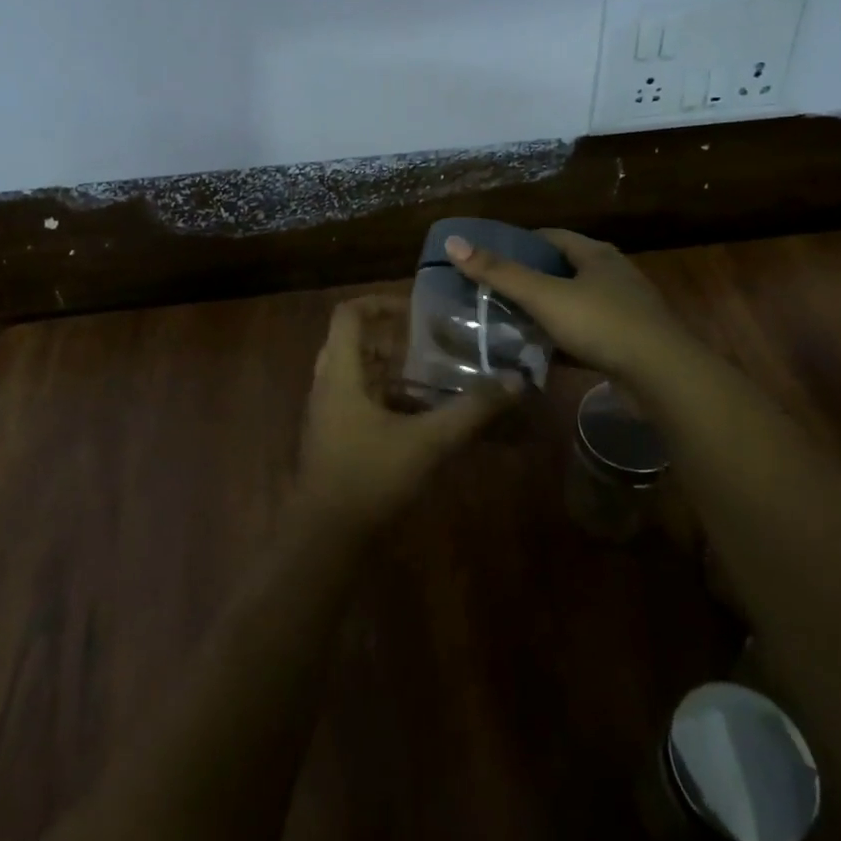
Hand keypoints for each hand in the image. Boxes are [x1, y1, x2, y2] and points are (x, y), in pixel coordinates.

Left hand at [297, 295, 520, 527]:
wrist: (325, 538)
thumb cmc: (370, 477)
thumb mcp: (427, 442)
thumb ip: (471, 411)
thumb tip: (515, 381)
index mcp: (340, 373)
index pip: (348, 314)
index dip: (379, 302)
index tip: (416, 309)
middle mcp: (327, 385)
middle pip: (352, 341)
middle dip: (389, 335)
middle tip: (428, 339)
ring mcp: (326, 412)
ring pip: (355, 371)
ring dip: (387, 367)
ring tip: (430, 372)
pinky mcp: (332, 436)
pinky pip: (356, 398)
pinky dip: (384, 395)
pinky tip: (418, 414)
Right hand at [445, 228, 689, 385]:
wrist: (662, 376)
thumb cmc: (602, 324)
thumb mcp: (544, 296)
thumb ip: (499, 272)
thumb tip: (454, 242)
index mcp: (596, 255)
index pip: (551, 238)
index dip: (520, 244)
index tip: (489, 258)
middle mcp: (613, 276)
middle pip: (563, 270)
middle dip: (530, 279)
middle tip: (493, 292)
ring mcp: (624, 310)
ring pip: (574, 304)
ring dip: (546, 311)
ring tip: (510, 321)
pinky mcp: (627, 343)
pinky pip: (586, 334)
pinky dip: (562, 339)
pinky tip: (541, 351)